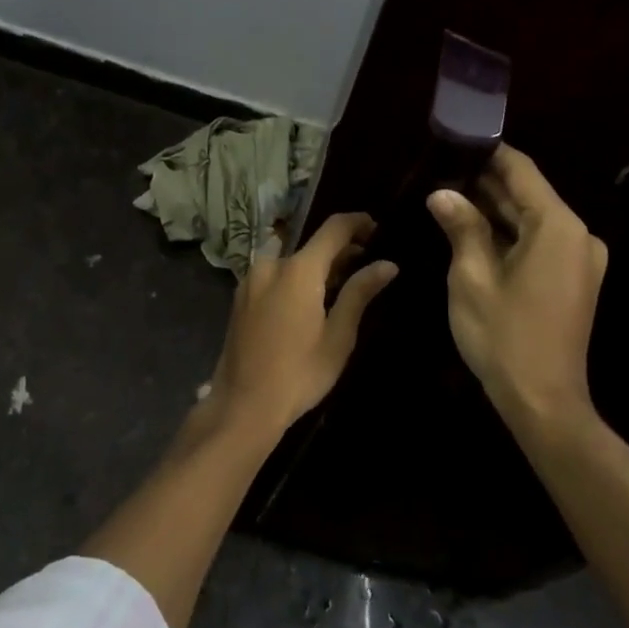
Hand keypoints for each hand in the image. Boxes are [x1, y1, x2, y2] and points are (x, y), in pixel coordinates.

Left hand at [201, 213, 396, 445]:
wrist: (243, 404)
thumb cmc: (299, 373)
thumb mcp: (338, 336)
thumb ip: (360, 293)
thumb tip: (387, 264)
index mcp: (298, 270)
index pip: (333, 229)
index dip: (357, 223)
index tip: (377, 229)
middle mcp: (271, 265)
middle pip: (312, 245)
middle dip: (340, 250)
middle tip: (366, 265)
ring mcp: (251, 280)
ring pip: (292, 260)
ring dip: (317, 266)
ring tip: (341, 286)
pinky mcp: (241, 297)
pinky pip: (275, 274)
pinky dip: (296, 277)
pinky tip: (310, 300)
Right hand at [428, 145, 607, 429]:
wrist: (544, 401)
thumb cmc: (504, 336)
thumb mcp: (471, 277)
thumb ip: (461, 227)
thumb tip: (442, 193)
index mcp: (558, 227)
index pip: (521, 171)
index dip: (488, 153)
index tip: (454, 141)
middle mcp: (578, 235)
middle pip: (528, 194)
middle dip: (485, 184)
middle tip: (440, 173)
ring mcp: (580, 259)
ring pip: (532, 220)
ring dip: (494, 210)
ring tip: (449, 197)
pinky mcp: (574, 279)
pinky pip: (539, 242)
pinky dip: (509, 235)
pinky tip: (473, 232)